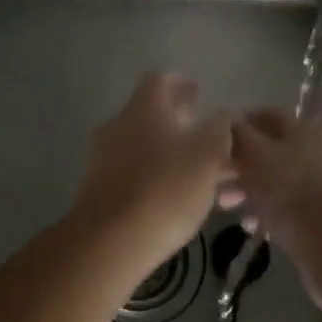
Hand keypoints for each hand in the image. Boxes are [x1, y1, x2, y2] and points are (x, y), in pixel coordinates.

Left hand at [70, 73, 233, 271]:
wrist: (109, 241)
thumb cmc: (165, 189)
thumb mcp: (207, 156)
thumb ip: (218, 130)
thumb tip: (220, 116)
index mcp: (143, 108)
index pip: (160, 80)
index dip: (180, 83)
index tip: (197, 91)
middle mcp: (119, 125)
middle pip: (152, 114)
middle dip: (182, 123)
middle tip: (208, 135)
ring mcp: (105, 157)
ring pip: (148, 146)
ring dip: (176, 154)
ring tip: (207, 176)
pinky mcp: (101, 188)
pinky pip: (136, 172)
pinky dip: (160, 177)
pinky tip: (182, 198)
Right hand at [227, 110, 321, 263]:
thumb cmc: (290, 191)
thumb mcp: (255, 156)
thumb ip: (238, 134)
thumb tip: (227, 120)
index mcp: (307, 129)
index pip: (268, 115)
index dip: (241, 124)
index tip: (218, 142)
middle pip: (273, 150)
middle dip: (242, 166)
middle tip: (218, 183)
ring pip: (282, 180)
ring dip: (253, 191)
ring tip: (230, 209)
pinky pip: (294, 205)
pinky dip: (273, 211)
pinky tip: (255, 227)